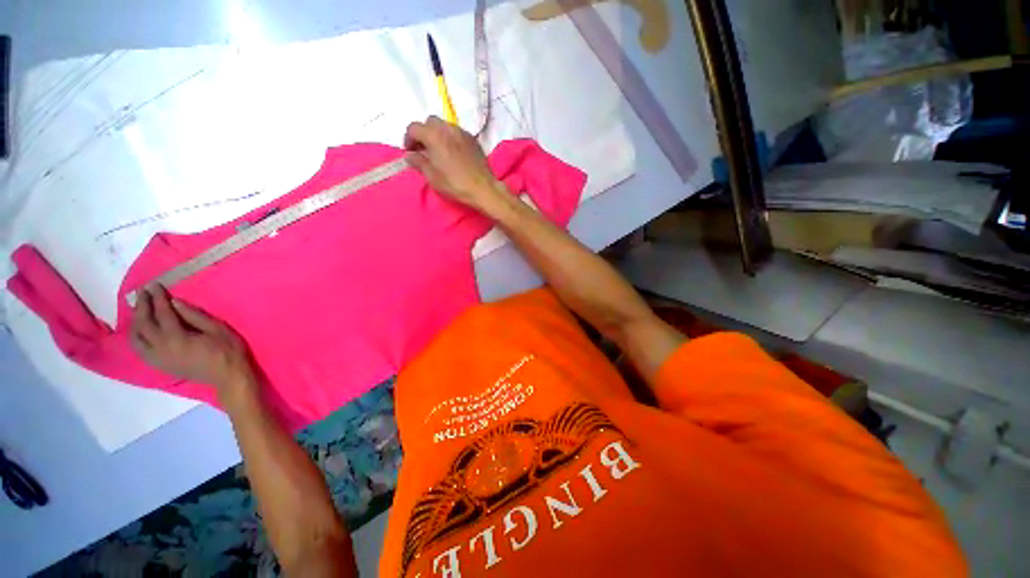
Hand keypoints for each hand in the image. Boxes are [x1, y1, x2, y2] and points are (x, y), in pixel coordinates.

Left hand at [131, 285, 254, 394]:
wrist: (227, 377)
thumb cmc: (227, 350)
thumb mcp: (217, 329)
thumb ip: (194, 316)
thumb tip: (175, 302)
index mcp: (177, 338)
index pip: (162, 313)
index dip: (158, 298)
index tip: (155, 285)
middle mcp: (161, 348)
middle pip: (144, 324)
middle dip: (143, 306)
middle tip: (143, 292)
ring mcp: (157, 358)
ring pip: (136, 338)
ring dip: (136, 321)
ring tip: (139, 309)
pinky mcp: (158, 364)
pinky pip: (140, 349)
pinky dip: (137, 336)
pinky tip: (141, 329)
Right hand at [403, 116, 504, 210]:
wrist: (483, 188)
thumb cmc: (455, 184)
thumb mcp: (432, 177)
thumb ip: (418, 162)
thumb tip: (409, 155)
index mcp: (434, 135)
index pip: (414, 128)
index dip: (408, 139)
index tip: (411, 152)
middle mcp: (448, 128)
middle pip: (430, 122)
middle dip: (424, 133)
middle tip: (424, 150)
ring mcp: (462, 132)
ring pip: (445, 125)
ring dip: (438, 134)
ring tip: (439, 151)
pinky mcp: (473, 139)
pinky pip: (457, 133)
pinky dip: (451, 138)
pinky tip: (453, 153)